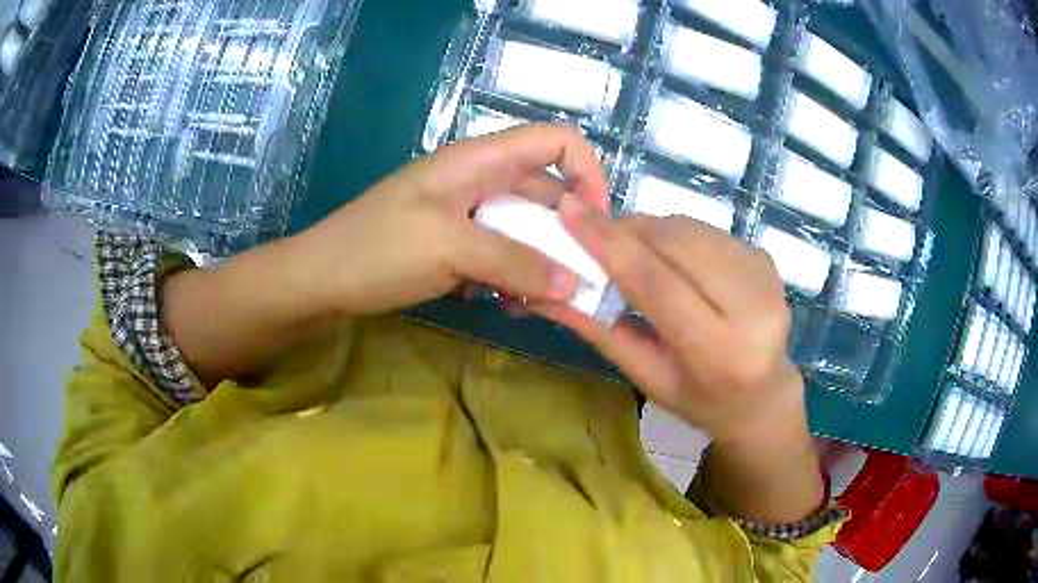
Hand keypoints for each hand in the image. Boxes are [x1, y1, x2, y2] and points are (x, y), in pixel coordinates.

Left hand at [286, 125, 610, 316]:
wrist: (320, 280)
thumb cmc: (377, 250)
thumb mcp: (450, 249)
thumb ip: (516, 262)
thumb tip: (574, 282)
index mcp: (478, 160)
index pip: (555, 141)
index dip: (588, 173)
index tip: (597, 223)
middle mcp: (478, 179)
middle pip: (546, 192)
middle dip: (568, 233)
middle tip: (578, 282)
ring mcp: (465, 212)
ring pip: (524, 227)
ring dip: (540, 261)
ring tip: (542, 302)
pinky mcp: (454, 242)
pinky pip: (500, 251)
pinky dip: (513, 275)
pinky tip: (508, 303)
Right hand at [536, 197, 805, 445]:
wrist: (763, 395)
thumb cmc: (699, 399)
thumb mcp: (647, 376)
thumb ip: (601, 330)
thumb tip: (547, 291)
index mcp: (719, 352)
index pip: (658, 284)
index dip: (611, 244)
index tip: (570, 210)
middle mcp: (753, 308)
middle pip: (676, 244)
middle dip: (629, 230)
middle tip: (595, 233)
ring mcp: (766, 277)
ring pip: (691, 229)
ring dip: (651, 230)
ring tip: (632, 250)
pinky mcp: (767, 259)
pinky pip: (707, 231)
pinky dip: (677, 236)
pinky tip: (671, 259)